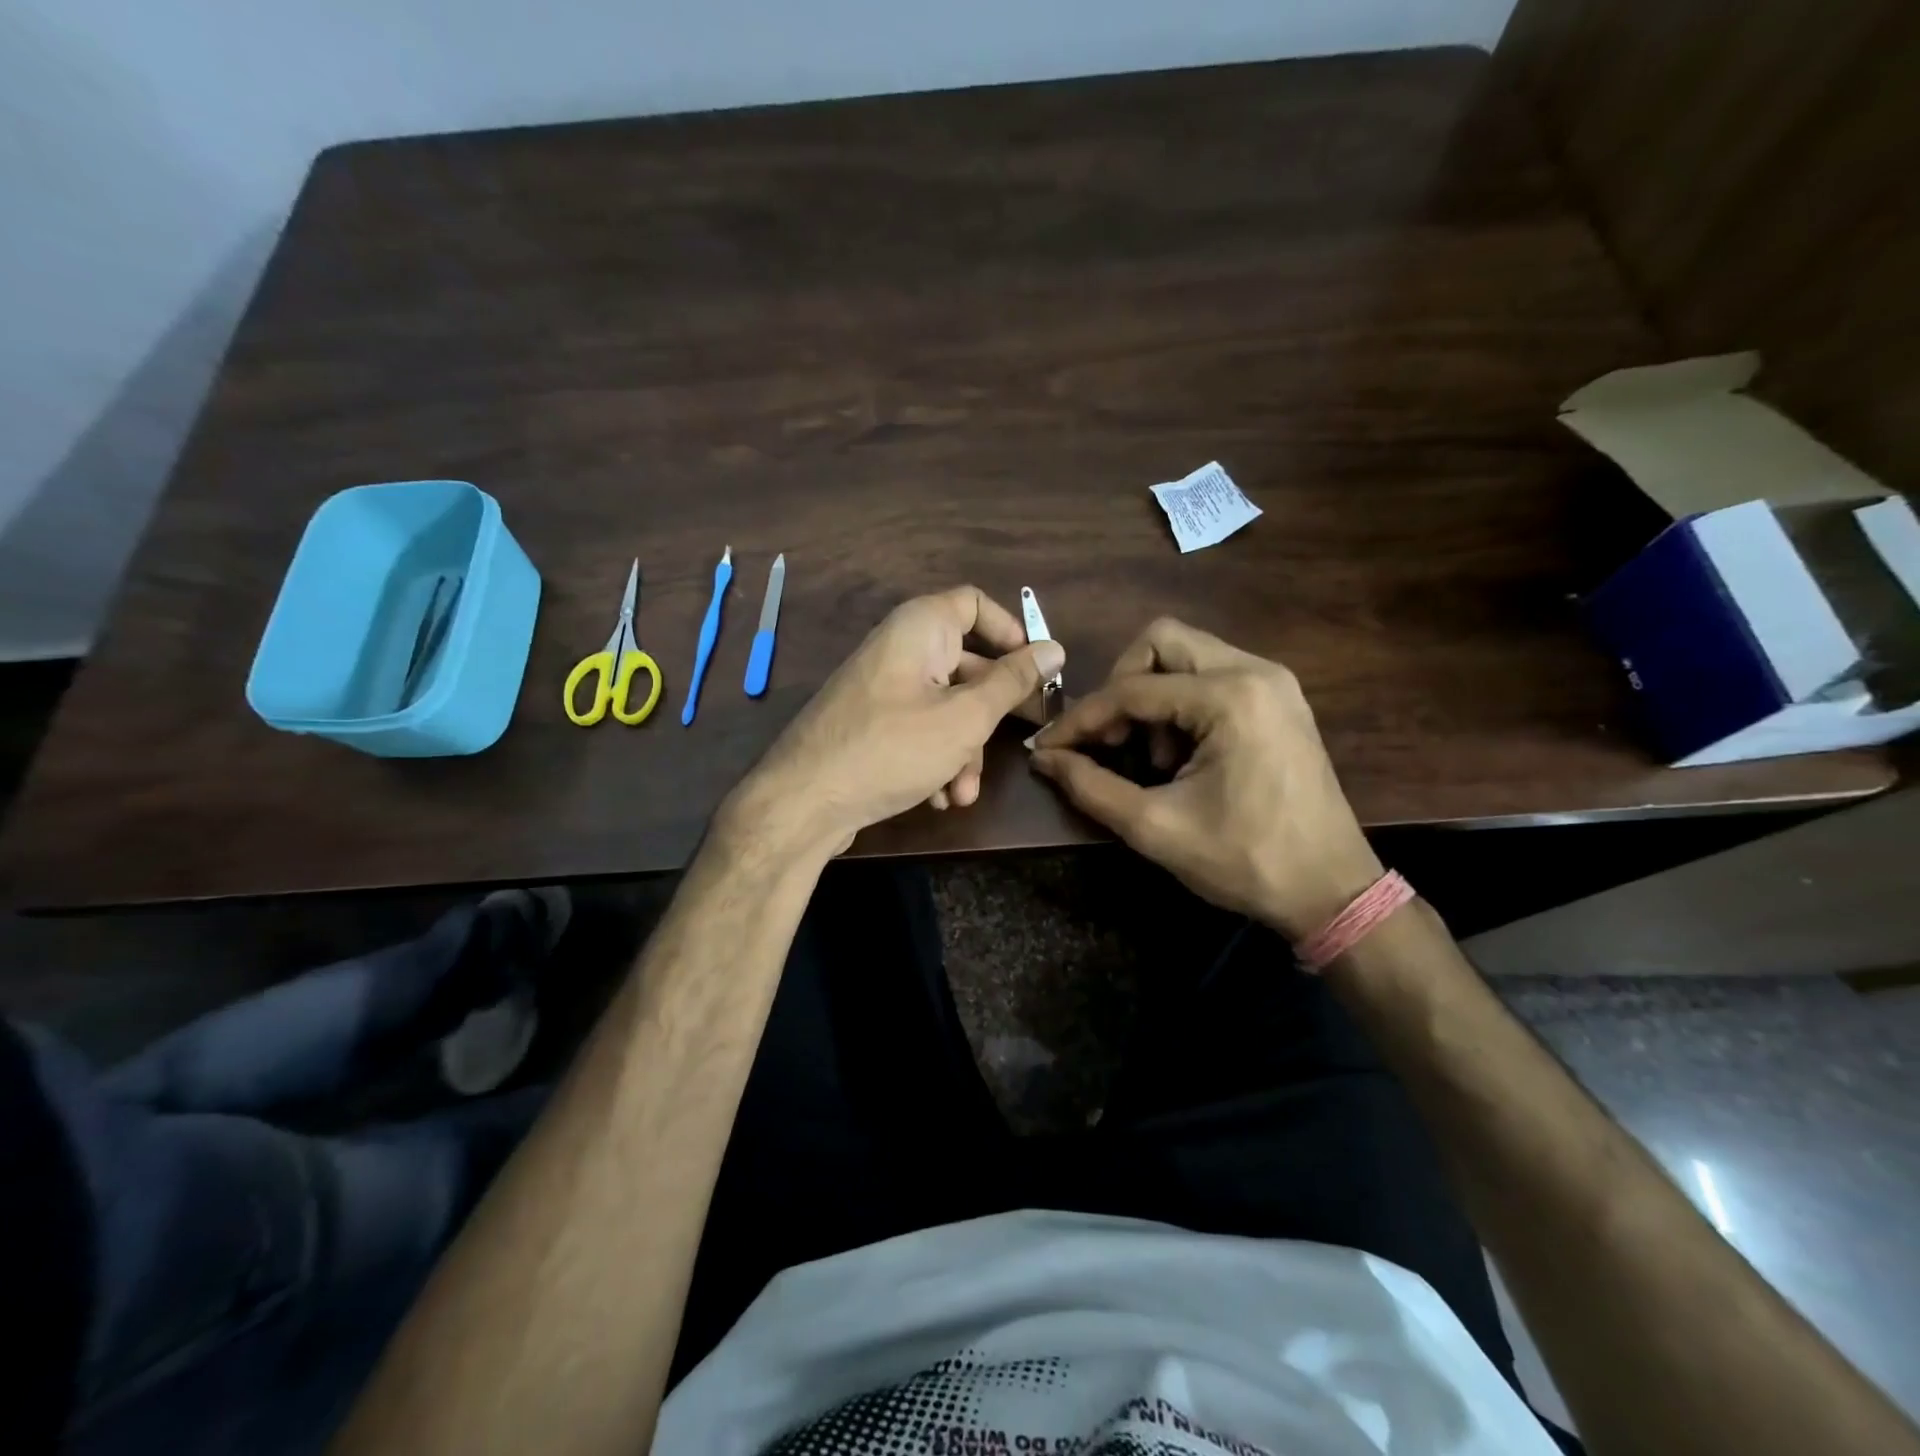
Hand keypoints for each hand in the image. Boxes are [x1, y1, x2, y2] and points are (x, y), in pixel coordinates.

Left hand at [731, 586, 1064, 855]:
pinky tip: (938, 798)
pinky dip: (935, 760)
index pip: (975, 603)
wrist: (803, 803)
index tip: (1036, 669)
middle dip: (990, 713)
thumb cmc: (892, 748)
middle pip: (965, 665)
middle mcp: (899, 649)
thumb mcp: (964, 717)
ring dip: (963, 751)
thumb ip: (1012, 682)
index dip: (1010, 631)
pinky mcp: (870, 725)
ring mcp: (881, 689)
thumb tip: (1054, 648)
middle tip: (1019, 741)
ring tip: (963, 793)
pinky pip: (918, 730)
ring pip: (944, 707)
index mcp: (919, 628)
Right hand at [1029, 618, 1380, 938]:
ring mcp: (1272, 682)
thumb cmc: (1245, 861)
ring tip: (1152, 757)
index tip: (1048, 748)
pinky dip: (1180, 703)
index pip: (1131, 690)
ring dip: (1151, 695)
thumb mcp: (1156, 828)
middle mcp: (1255, 672)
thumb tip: (1044, 758)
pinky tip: (1180, 753)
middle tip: (1111, 739)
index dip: (1081, 719)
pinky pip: (1210, 676)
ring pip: (1185, 655)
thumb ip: (1090, 786)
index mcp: (1230, 698)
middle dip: (1121, 686)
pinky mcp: (1277, 699)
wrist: (1332, 891)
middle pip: (1161, 641)